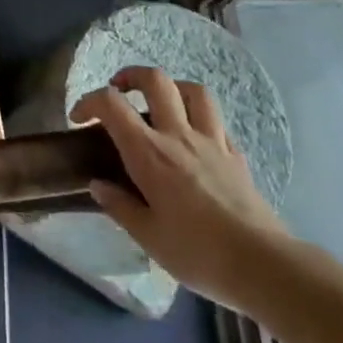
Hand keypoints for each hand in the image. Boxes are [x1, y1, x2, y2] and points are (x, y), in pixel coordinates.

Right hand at [71, 66, 294, 315]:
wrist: (263, 265)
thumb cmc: (198, 253)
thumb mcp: (148, 238)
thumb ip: (120, 206)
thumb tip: (98, 185)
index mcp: (149, 153)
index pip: (111, 105)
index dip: (89, 102)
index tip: (79, 119)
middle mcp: (178, 136)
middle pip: (156, 80)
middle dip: (131, 76)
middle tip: (119, 92)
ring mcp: (212, 141)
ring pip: (193, 91)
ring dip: (172, 88)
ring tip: (161, 104)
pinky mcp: (236, 155)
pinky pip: (216, 122)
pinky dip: (199, 119)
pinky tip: (194, 139)